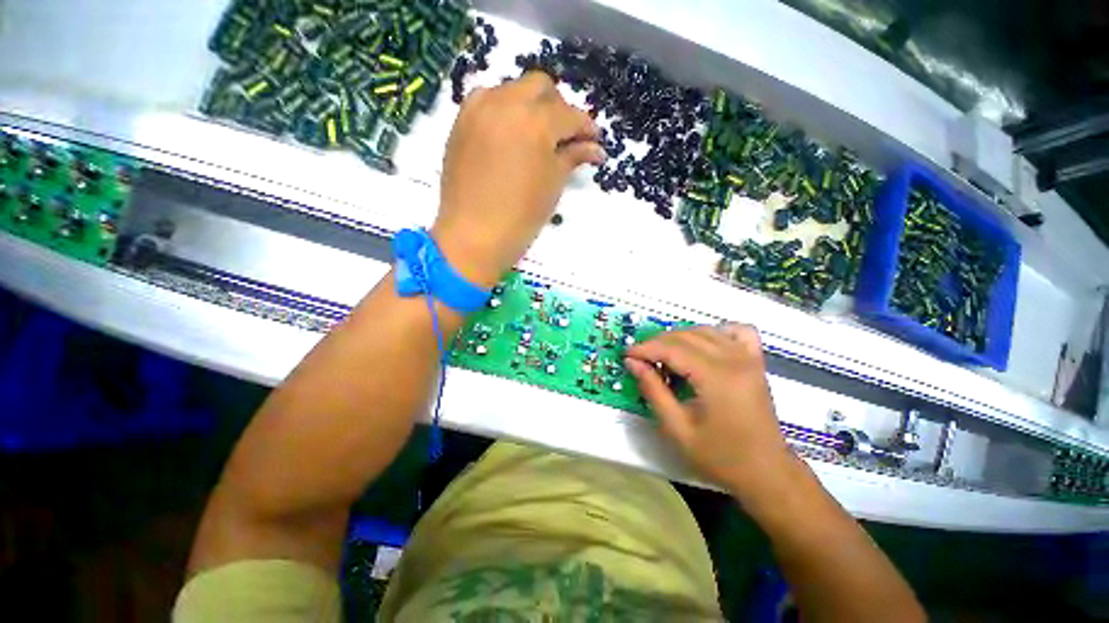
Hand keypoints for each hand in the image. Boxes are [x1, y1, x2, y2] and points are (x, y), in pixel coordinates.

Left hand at [432, 72, 603, 287]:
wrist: (473, 236)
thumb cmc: (521, 216)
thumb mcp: (553, 185)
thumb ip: (573, 157)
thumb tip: (595, 148)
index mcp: (536, 121)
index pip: (570, 115)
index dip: (586, 128)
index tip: (594, 142)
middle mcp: (506, 103)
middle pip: (540, 87)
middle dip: (558, 108)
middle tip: (565, 137)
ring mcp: (479, 109)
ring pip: (513, 90)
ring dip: (530, 106)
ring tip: (535, 137)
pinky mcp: (461, 121)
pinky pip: (488, 101)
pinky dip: (505, 111)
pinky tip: (509, 136)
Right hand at [625, 324, 799, 502]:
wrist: (767, 472)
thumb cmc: (720, 456)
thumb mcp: (677, 429)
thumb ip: (653, 391)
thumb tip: (633, 363)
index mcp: (717, 378)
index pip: (672, 349)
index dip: (645, 349)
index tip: (627, 355)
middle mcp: (734, 360)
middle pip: (686, 336)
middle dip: (657, 343)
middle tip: (641, 359)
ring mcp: (748, 358)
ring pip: (705, 330)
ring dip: (679, 338)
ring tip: (664, 357)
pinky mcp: (756, 362)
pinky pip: (737, 331)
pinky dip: (716, 332)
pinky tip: (704, 346)